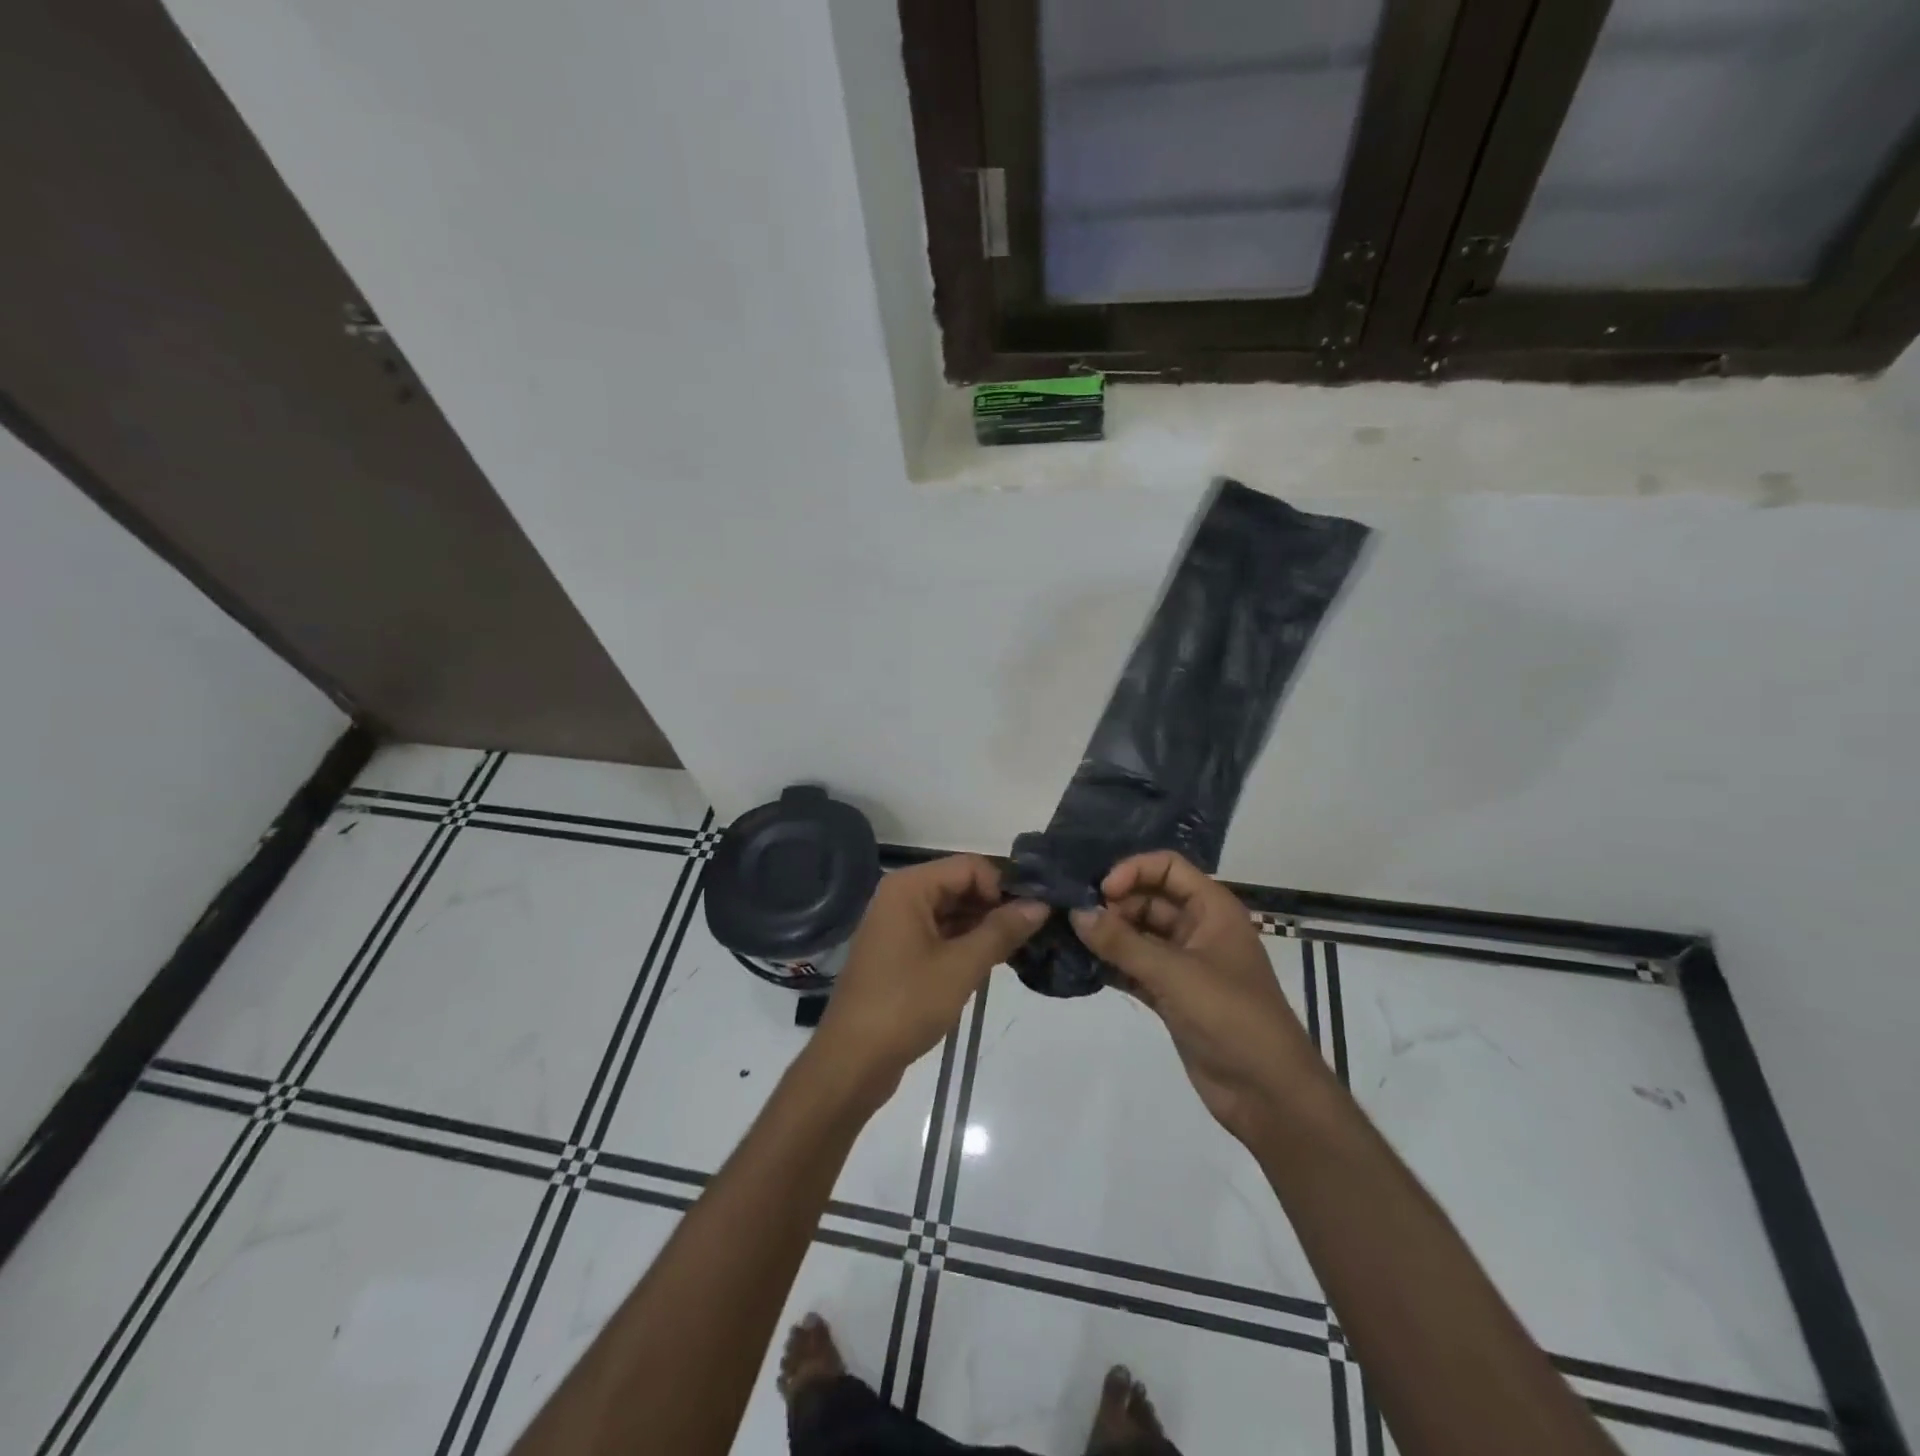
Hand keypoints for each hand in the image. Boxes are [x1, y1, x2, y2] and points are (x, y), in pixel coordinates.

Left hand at [816, 856, 1045, 1097]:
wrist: (853, 1060)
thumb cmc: (906, 1005)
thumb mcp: (961, 967)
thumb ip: (1002, 931)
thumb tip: (1041, 904)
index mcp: (909, 887)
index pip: (970, 866)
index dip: (1002, 887)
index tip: (1028, 918)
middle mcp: (902, 896)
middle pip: (961, 885)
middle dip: (996, 907)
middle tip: (1032, 936)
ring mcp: (898, 925)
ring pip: (953, 912)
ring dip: (984, 927)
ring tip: (1018, 951)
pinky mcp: (900, 952)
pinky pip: (941, 934)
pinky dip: (966, 944)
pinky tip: (991, 964)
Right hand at [1071, 851, 1327, 1143]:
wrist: (1268, 1093)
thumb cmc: (1231, 1017)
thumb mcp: (1175, 973)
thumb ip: (1122, 943)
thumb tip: (1076, 913)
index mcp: (1212, 909)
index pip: (1168, 867)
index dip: (1133, 870)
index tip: (1101, 892)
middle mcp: (1198, 928)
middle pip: (1149, 899)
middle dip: (1114, 905)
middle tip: (1076, 919)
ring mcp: (1184, 964)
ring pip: (1139, 935)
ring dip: (1108, 935)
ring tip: (1069, 937)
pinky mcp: (1172, 996)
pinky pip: (1135, 968)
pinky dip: (1112, 965)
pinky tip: (1082, 966)